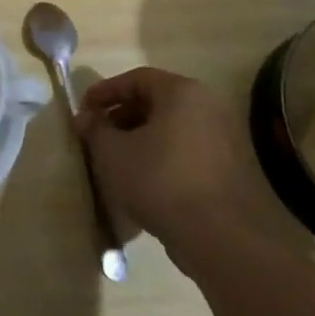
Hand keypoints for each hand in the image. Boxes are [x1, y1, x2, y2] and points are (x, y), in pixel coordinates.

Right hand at [75, 67, 282, 245]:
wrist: (219, 237)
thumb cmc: (159, 180)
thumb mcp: (112, 153)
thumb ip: (95, 129)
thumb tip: (86, 119)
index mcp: (182, 92)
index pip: (136, 79)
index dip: (105, 91)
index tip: (84, 110)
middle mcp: (208, 107)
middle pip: (156, 102)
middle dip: (122, 116)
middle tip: (98, 134)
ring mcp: (224, 139)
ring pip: (171, 128)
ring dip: (141, 138)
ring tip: (117, 159)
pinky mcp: (230, 169)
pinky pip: (186, 151)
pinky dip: (161, 156)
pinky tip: (143, 179)